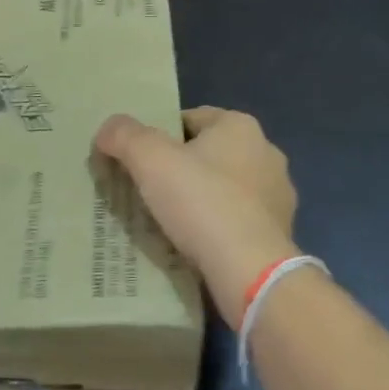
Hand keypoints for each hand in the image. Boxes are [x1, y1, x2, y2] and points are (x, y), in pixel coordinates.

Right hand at [93, 106, 298, 326]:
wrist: (250, 270)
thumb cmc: (202, 202)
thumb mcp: (150, 160)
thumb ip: (124, 136)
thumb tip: (107, 129)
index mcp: (240, 126)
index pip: (192, 118)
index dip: (162, 136)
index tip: (140, 161)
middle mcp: (266, 152)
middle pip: (210, 153)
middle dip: (183, 168)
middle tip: (150, 192)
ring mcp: (279, 194)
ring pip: (227, 188)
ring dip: (204, 199)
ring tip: (172, 222)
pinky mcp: (280, 231)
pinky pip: (240, 220)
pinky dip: (220, 227)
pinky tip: (198, 246)